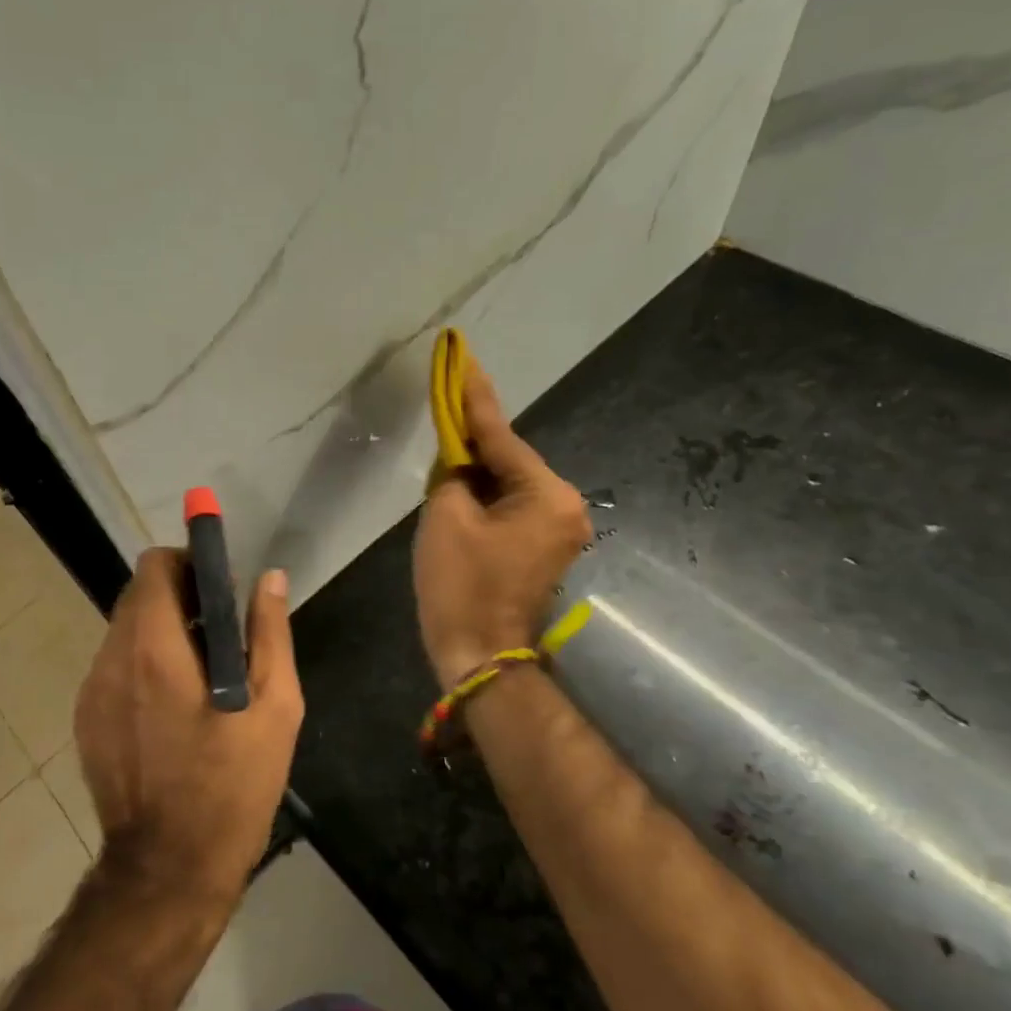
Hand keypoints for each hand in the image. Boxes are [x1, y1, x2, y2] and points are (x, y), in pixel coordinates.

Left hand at [73, 549, 304, 908]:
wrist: (168, 870)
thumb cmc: (231, 788)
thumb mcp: (274, 709)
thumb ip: (269, 634)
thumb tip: (270, 578)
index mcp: (153, 649)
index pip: (153, 566)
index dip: (187, 564)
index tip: (218, 589)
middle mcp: (111, 660)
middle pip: (138, 597)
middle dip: (178, 599)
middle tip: (220, 636)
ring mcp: (91, 692)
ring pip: (125, 632)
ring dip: (160, 634)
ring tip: (201, 677)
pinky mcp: (85, 720)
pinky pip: (115, 669)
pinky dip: (142, 667)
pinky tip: (172, 710)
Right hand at [414, 357, 591, 687]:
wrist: (479, 653)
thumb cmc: (461, 584)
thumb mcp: (446, 518)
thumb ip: (453, 473)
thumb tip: (460, 461)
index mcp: (546, 495)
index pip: (501, 436)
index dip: (473, 397)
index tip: (463, 357)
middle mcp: (564, 506)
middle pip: (509, 460)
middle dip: (474, 439)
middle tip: (446, 403)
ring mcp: (559, 529)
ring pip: (509, 484)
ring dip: (477, 470)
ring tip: (446, 448)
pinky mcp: (543, 547)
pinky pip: (511, 506)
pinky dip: (485, 495)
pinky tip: (460, 486)